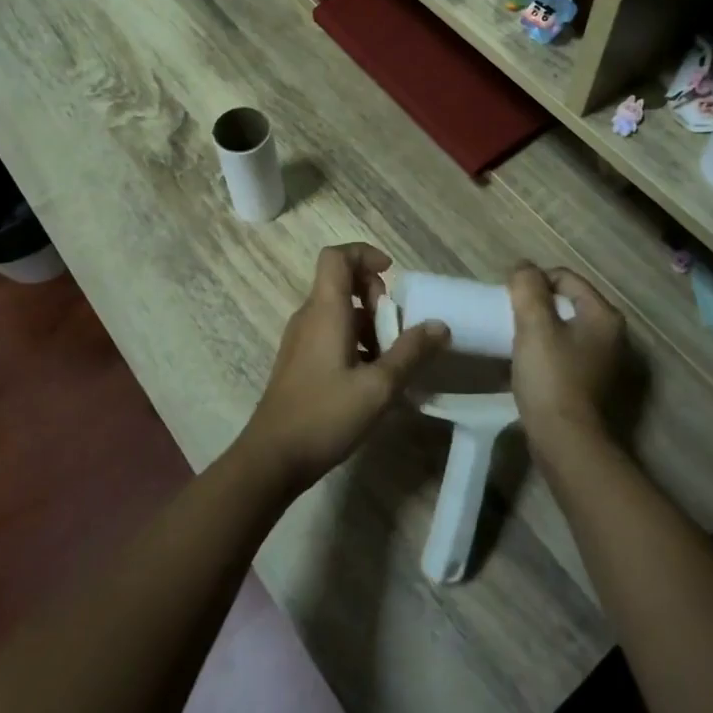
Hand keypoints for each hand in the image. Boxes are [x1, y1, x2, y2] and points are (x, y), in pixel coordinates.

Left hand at [234, 243, 449, 495]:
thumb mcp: (379, 387)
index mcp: (325, 310)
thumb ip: (411, 353)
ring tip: (390, 359)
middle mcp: (309, 316)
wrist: (272, 458)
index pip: (336, 256)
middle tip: (396, 328)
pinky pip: (329, 333)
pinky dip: (354, 341)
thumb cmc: (325, 415)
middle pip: (340, 281)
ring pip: (338, 311)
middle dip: (375, 295)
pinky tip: (371, 378)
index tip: (392, 275)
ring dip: (368, 323)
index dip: (364, 254)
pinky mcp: (298, 361)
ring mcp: (300, 339)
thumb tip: (440, 325)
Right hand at [507, 263, 625, 451]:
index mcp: (604, 315)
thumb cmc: (551, 377)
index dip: (535, 282)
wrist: (565, 442)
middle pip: (565, 303)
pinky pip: (563, 353)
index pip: (565, 278)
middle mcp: (611, 335)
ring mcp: (602, 361)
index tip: (510, 300)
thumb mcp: (535, 325)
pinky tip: (524, 363)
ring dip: (538, 329)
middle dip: (536, 306)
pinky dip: (544, 351)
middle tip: (510, 318)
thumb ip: (527, 288)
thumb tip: (523, 267)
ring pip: (563, 329)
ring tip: (514, 339)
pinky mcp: (589, 383)